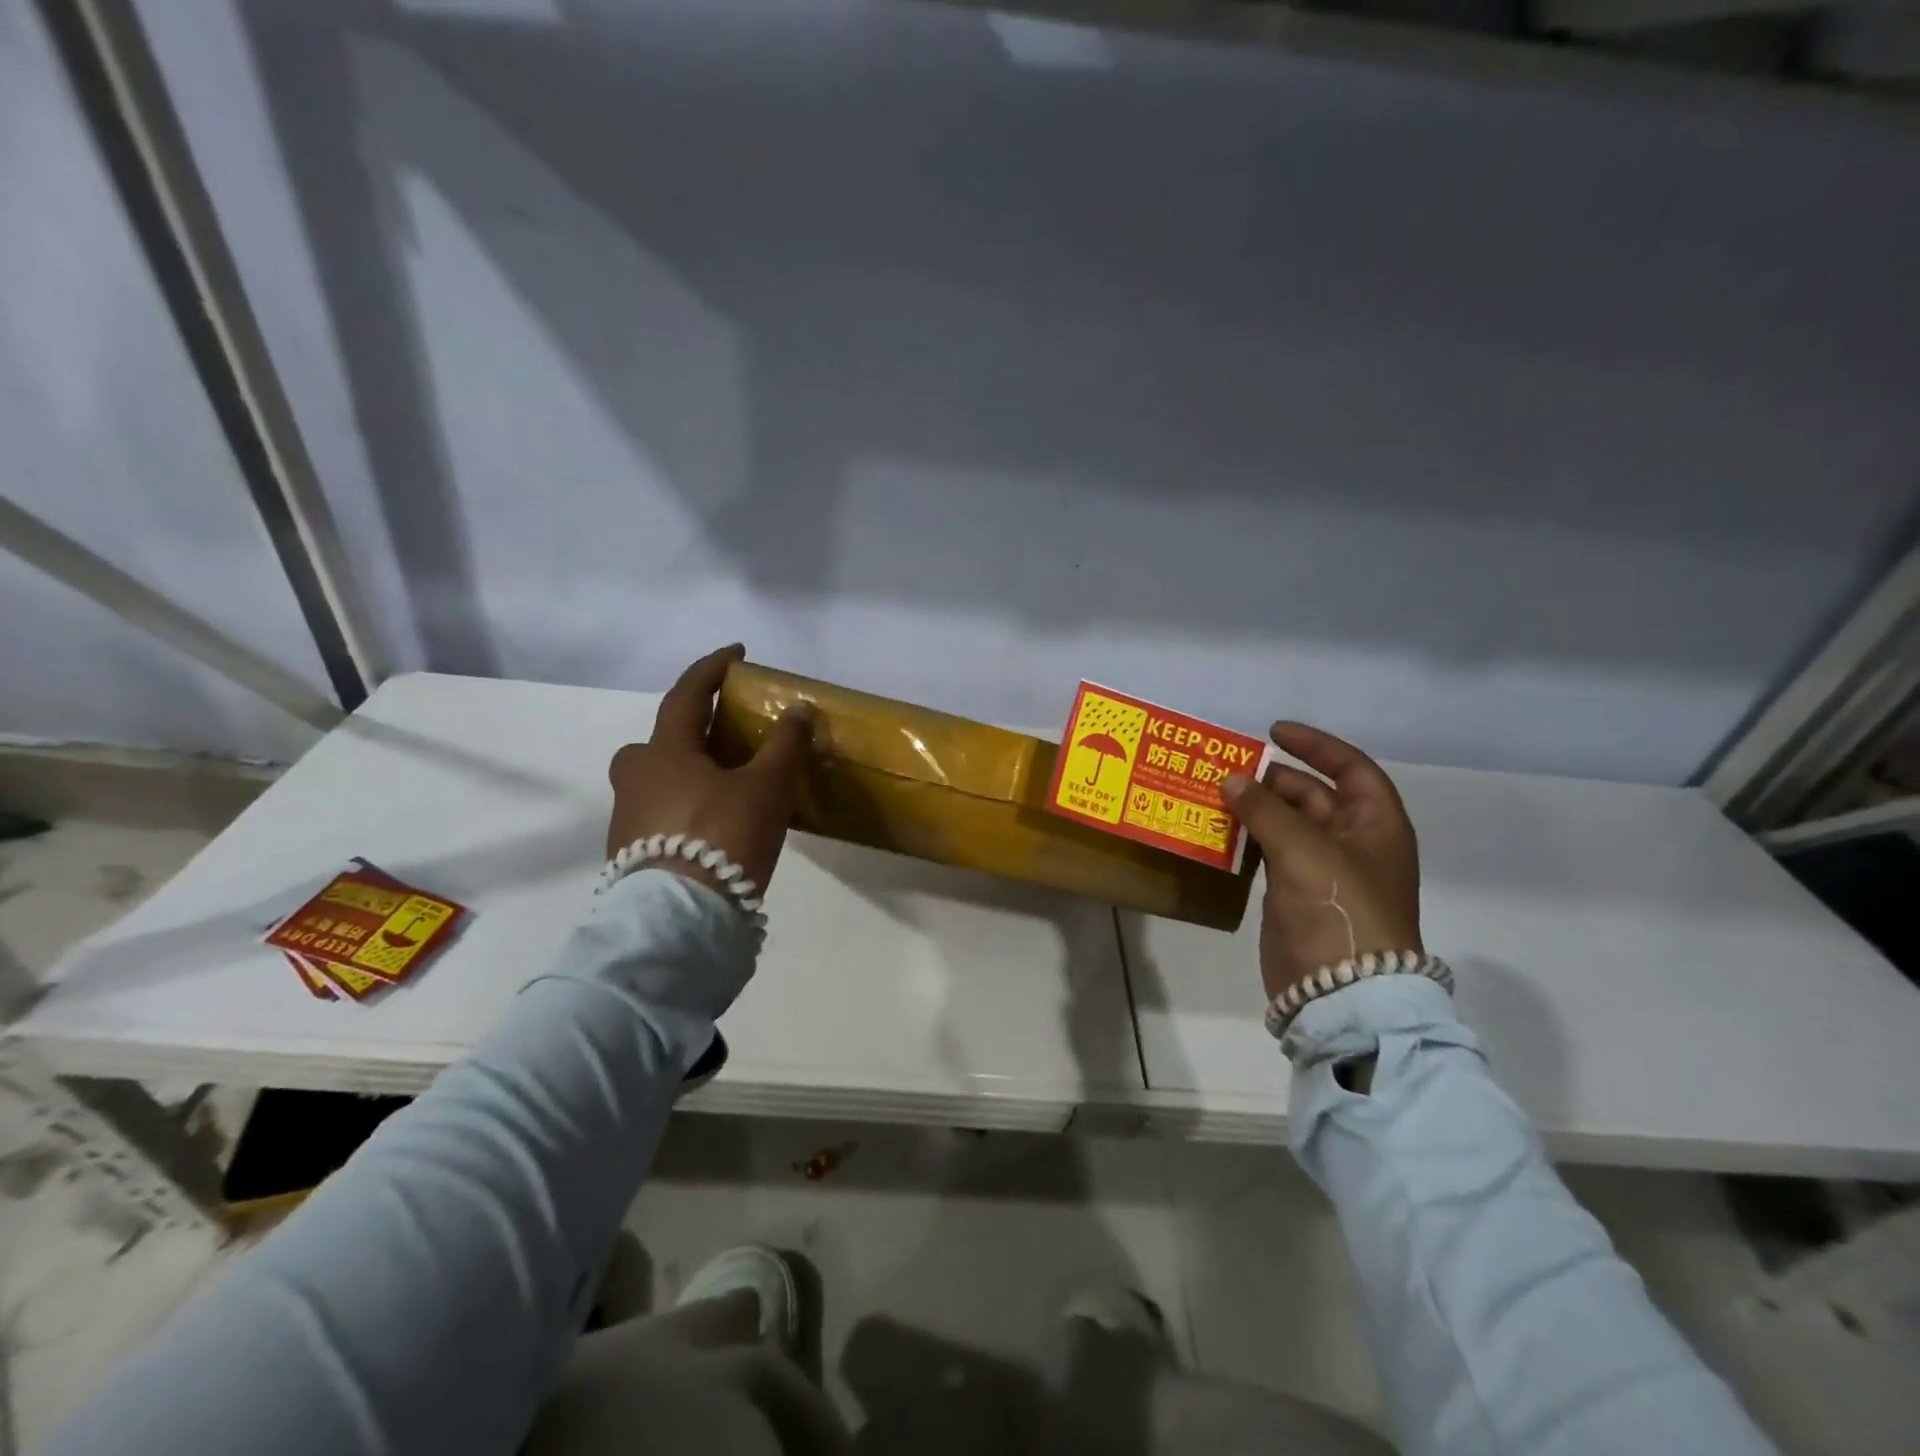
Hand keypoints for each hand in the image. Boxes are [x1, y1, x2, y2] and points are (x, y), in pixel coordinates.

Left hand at [606, 645, 812, 899]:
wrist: (678, 920)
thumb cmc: (723, 836)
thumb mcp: (767, 787)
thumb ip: (784, 745)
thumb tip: (798, 709)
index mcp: (663, 751)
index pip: (686, 694)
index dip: (713, 668)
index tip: (737, 653)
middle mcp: (635, 776)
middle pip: (664, 740)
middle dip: (695, 731)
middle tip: (729, 739)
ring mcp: (627, 816)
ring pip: (660, 778)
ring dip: (691, 772)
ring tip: (731, 789)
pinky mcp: (629, 852)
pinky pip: (660, 811)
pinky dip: (685, 806)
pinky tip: (714, 827)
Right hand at [1222, 723, 1421, 1001]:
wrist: (1341, 991)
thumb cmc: (1338, 908)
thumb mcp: (1303, 849)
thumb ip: (1264, 809)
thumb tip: (1230, 779)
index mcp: (1375, 826)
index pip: (1350, 768)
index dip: (1315, 745)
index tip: (1273, 732)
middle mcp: (1354, 843)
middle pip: (1313, 796)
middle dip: (1274, 780)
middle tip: (1230, 771)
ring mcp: (1324, 872)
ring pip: (1288, 825)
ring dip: (1256, 809)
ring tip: (1216, 795)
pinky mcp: (1296, 896)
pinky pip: (1270, 854)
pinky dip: (1247, 839)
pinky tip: (1219, 832)